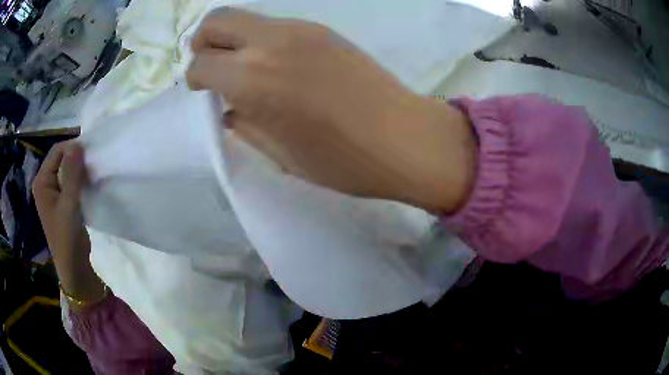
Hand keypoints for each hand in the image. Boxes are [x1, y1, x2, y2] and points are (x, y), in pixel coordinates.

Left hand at [33, 142, 104, 305]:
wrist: (73, 266)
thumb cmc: (67, 236)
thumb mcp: (69, 204)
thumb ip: (72, 173)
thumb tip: (78, 144)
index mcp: (42, 182)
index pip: (56, 152)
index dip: (72, 147)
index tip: (90, 151)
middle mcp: (45, 184)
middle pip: (60, 159)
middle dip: (76, 158)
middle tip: (92, 163)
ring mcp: (53, 193)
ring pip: (66, 170)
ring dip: (79, 169)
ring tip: (92, 173)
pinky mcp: (61, 202)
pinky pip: (70, 182)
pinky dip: (79, 180)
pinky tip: (88, 184)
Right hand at [187, 8, 475, 212]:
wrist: (406, 139)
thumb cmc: (344, 161)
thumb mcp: (281, 155)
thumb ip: (245, 125)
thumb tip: (230, 108)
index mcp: (253, 78)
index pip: (200, 64)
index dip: (196, 81)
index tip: (206, 94)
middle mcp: (271, 42)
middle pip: (215, 22)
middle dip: (204, 45)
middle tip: (216, 70)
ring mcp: (301, 29)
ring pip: (246, 18)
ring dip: (234, 40)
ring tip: (248, 71)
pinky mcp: (323, 29)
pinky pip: (275, 26)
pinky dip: (262, 41)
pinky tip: (279, 67)